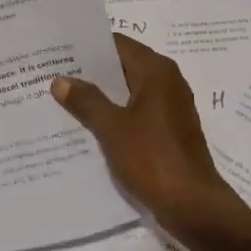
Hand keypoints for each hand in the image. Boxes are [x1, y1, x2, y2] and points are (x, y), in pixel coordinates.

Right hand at [52, 34, 250, 243]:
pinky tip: (91, 126)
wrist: (193, 206)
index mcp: (156, 71)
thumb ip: (86, 100)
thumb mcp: (112, 128)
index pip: (118, 44)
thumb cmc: (153, 158)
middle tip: (56, 74)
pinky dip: (117, 114)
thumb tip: (61, 79)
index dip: (89, 47)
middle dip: (92, 72)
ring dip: (104, 95)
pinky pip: (138, 111)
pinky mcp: (171, 130)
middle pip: (124, 66)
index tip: (61, 51)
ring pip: (130, 91)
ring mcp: (171, 106)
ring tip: (67, 99)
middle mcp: (168, 81)